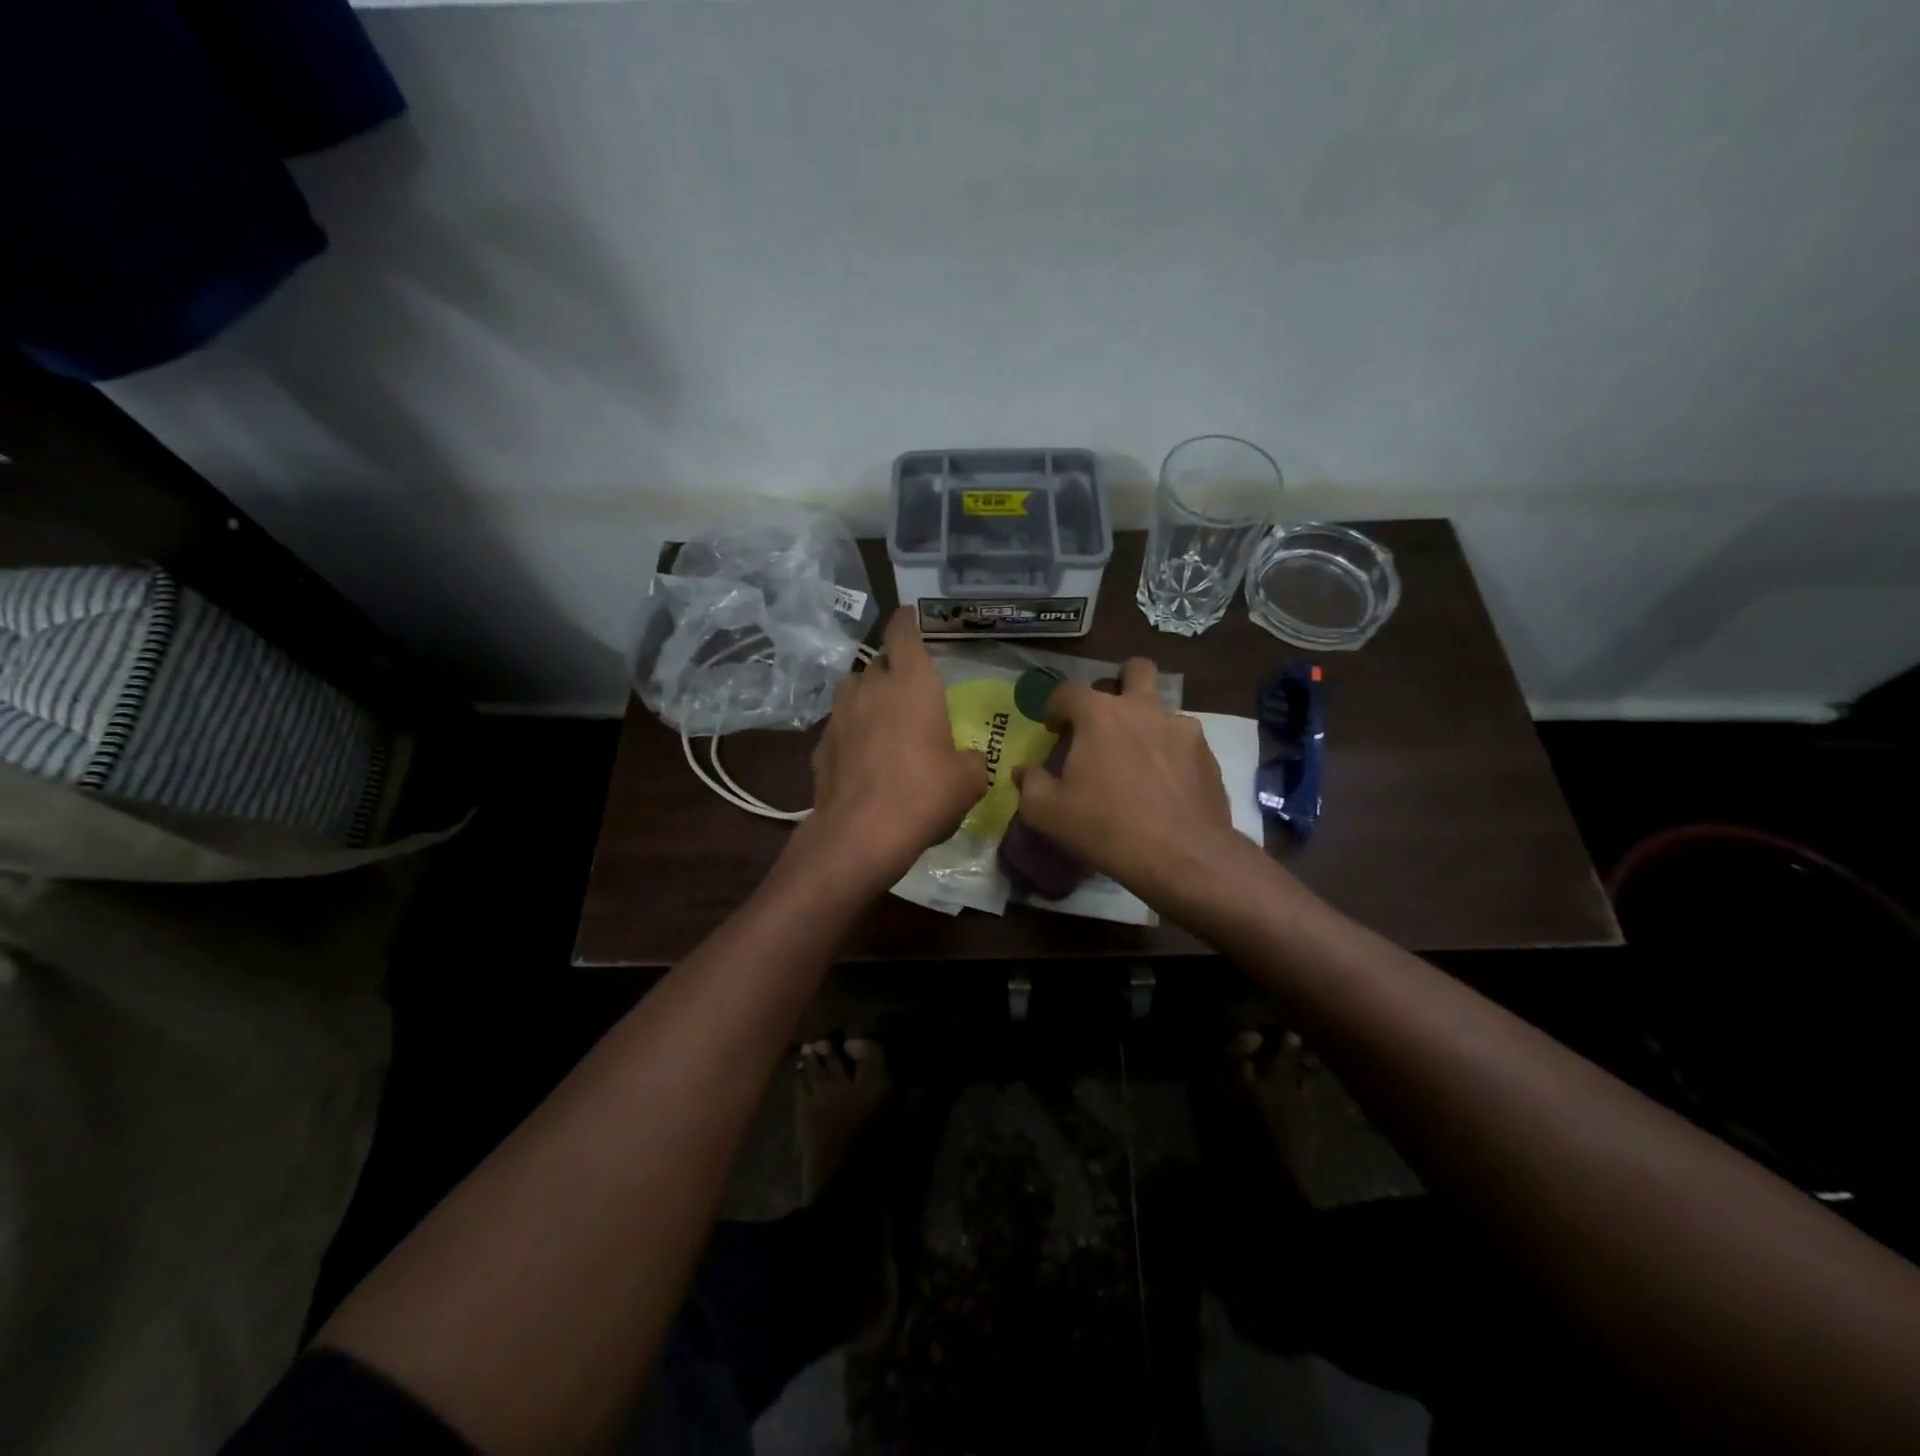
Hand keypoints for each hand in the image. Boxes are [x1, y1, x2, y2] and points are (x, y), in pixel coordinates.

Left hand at [801, 608, 987, 880]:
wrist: (861, 833)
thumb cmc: (924, 794)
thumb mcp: (968, 780)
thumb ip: (971, 760)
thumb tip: (968, 760)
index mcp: (912, 682)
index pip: (903, 631)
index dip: (907, 620)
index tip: (911, 616)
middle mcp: (871, 687)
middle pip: (879, 662)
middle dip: (893, 669)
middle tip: (910, 689)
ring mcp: (839, 714)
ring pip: (854, 690)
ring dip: (869, 697)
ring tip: (884, 720)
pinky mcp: (820, 744)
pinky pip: (841, 726)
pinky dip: (852, 732)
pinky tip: (863, 757)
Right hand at [1013, 658, 1250, 906]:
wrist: (1181, 856)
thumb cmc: (1105, 827)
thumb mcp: (1047, 813)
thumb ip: (1030, 784)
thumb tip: (1023, 771)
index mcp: (1099, 715)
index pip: (1068, 691)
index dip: (1055, 706)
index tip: (1053, 729)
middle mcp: (1143, 709)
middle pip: (1135, 670)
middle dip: (1120, 682)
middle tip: (1107, 717)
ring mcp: (1181, 728)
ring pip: (1162, 709)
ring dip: (1147, 723)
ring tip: (1137, 760)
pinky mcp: (1207, 754)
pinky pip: (1183, 742)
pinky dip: (1170, 754)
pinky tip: (1163, 785)